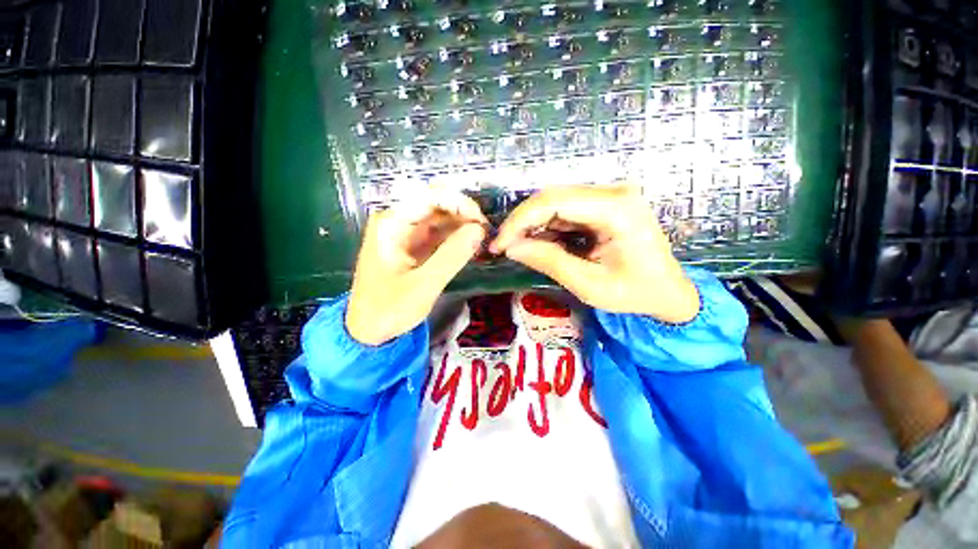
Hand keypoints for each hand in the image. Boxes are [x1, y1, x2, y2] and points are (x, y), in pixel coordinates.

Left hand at [346, 192, 487, 344]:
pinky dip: (457, 239)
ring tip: (483, 242)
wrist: (369, 331)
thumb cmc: (389, 309)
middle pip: (437, 205)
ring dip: (463, 226)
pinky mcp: (415, 247)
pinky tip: (472, 247)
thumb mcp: (423, 285)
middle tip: (486, 234)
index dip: (459, 203)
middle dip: (464, 215)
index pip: (430, 197)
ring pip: (441, 219)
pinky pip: (440, 234)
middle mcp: (399, 222)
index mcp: (392, 224)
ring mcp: (407, 234)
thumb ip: (452, 256)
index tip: (481, 222)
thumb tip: (479, 230)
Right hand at [491, 185, 698, 323]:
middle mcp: (613, 192)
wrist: (668, 291)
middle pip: (551, 197)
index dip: (519, 221)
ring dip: (532, 225)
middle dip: (522, 222)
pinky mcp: (604, 205)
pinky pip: (565, 211)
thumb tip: (511, 247)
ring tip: (517, 248)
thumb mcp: (589, 285)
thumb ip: (549, 261)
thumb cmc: (635, 293)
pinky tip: (538, 244)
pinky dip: (547, 227)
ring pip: (555, 202)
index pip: (553, 201)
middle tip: (502, 246)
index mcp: (616, 208)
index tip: (498, 244)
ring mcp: (609, 196)